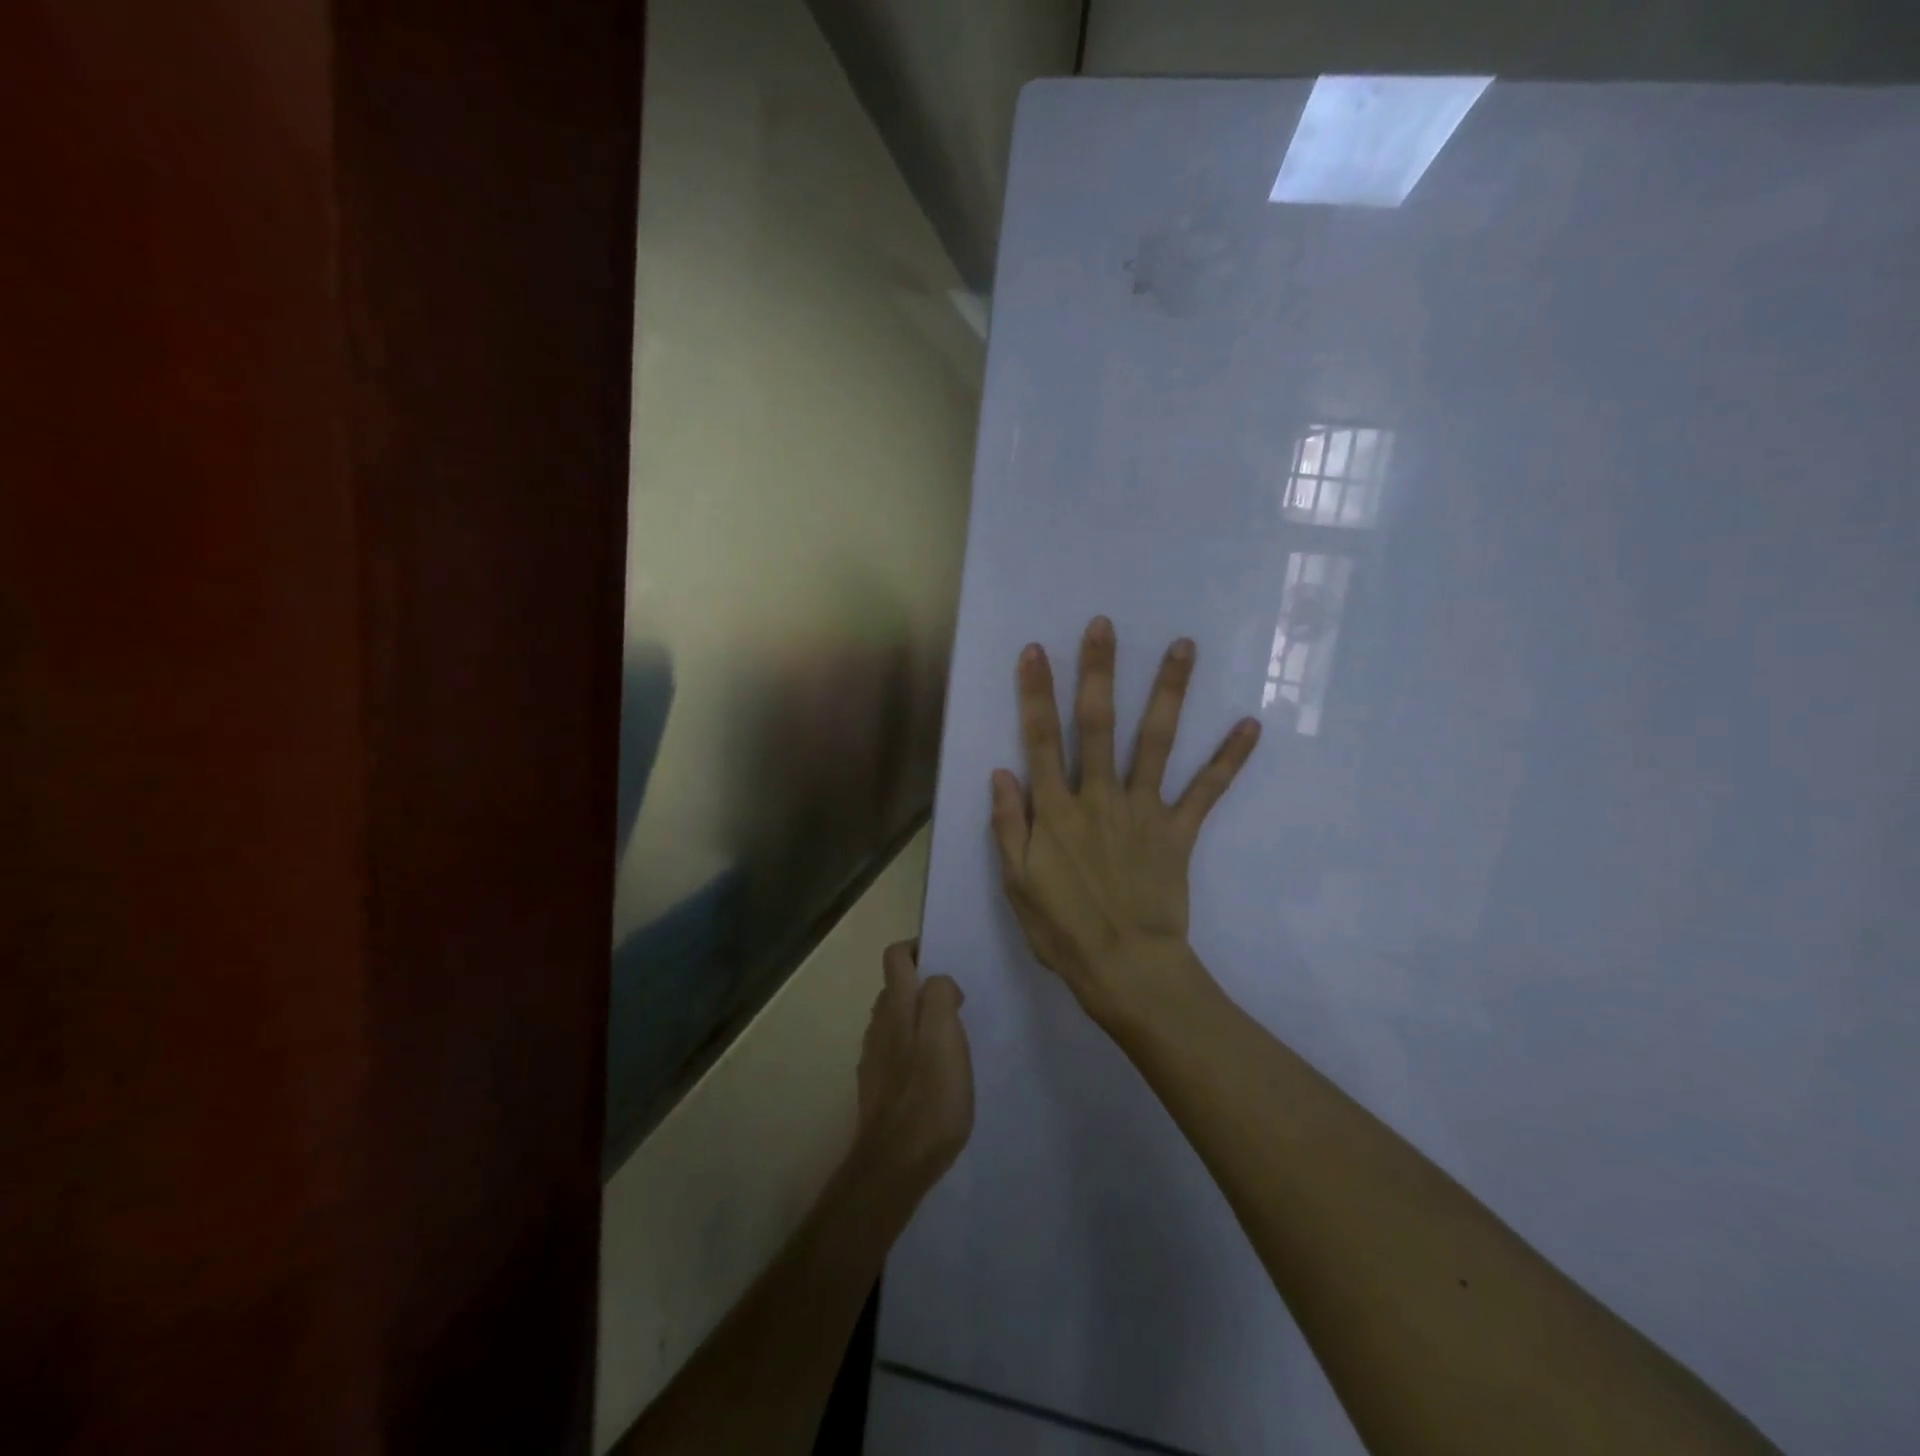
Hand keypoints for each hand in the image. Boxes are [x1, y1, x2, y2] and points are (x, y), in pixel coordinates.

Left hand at [853, 941, 974, 1192]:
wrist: (895, 1164)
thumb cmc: (929, 1097)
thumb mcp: (947, 1038)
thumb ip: (941, 998)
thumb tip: (938, 982)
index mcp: (896, 1007)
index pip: (896, 956)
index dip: (918, 949)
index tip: (944, 962)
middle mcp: (878, 1024)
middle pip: (895, 987)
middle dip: (922, 986)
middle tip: (956, 1005)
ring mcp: (873, 1056)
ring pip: (894, 1019)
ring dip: (918, 1018)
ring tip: (949, 1040)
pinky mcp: (875, 1085)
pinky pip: (894, 1050)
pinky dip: (912, 1048)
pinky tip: (932, 1073)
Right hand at [990, 618, 1258, 1026]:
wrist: (1126, 968)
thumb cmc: (1063, 929)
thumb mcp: (1017, 883)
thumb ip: (1010, 825)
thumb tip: (1003, 772)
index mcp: (1056, 810)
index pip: (1042, 739)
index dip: (1036, 693)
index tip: (1037, 651)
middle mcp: (1099, 797)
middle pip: (1098, 724)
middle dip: (1099, 671)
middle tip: (1104, 625)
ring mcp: (1143, 810)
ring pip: (1156, 741)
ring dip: (1169, 692)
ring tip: (1183, 647)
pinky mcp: (1179, 831)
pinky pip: (1207, 790)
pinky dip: (1229, 758)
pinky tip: (1251, 724)